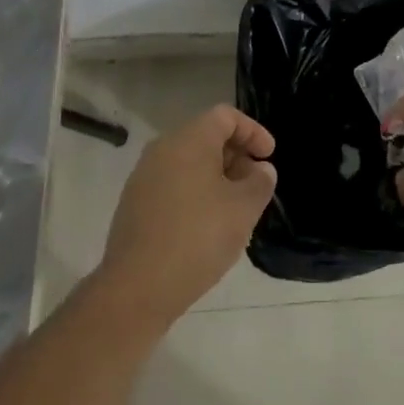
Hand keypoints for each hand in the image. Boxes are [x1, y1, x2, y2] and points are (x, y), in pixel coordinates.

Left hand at [98, 104, 276, 327]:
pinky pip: (173, 184)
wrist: (135, 288)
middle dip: (236, 156)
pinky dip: (195, 193)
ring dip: (216, 177)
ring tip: (234, 208)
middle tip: (255, 184)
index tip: (269, 156)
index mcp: (189, 139)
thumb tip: (260, 169)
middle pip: (206, 137)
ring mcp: (144, 176)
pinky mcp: (134, 204)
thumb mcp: (243, 209)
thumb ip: (259, 182)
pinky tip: (206, 226)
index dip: (253, 131)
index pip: (225, 116)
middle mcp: (163, 148)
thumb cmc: (197, 238)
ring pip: (189, 162)